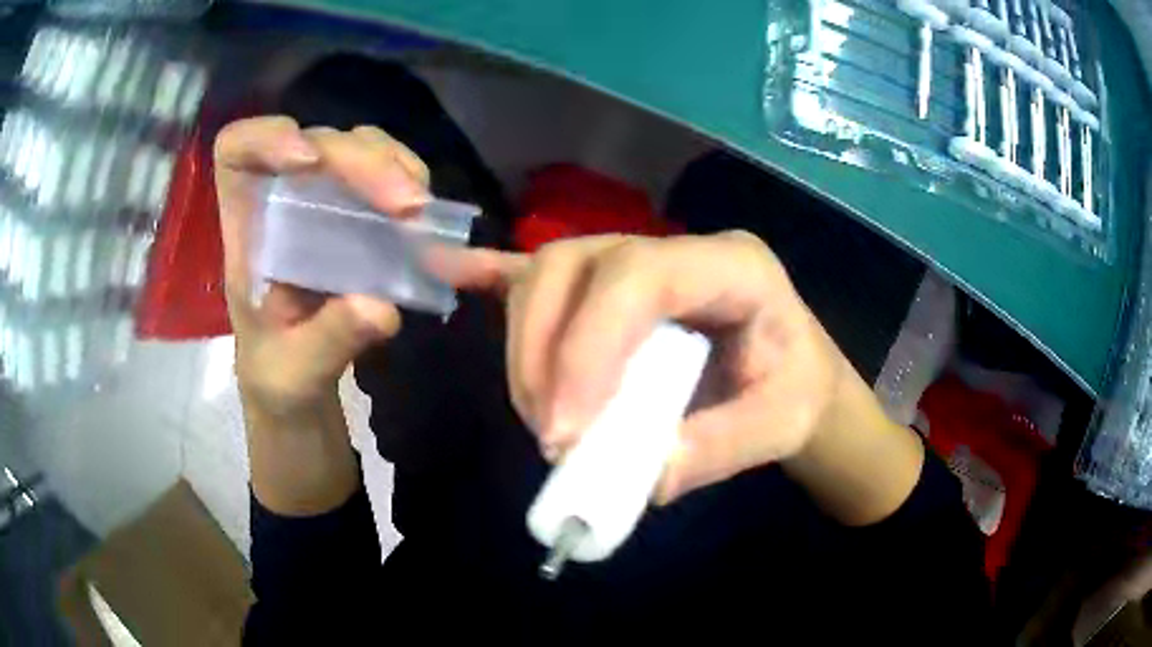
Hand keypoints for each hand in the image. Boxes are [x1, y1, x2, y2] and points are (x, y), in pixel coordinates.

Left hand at [214, 116, 430, 513]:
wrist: (300, 393)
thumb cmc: (277, 380)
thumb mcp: (292, 375)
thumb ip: (327, 342)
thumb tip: (383, 307)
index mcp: (247, 230)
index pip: (238, 150)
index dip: (267, 138)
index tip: (309, 164)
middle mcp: (283, 203)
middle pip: (318, 143)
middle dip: (363, 162)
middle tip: (409, 206)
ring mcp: (324, 204)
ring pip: (357, 148)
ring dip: (393, 167)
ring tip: (422, 211)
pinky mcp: (359, 217)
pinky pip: (385, 177)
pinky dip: (411, 186)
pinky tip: (429, 221)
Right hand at [439, 232, 922, 521]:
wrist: (796, 376)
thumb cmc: (795, 393)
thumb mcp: (781, 426)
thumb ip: (716, 449)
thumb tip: (639, 473)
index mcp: (733, 265)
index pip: (641, 277)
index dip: (589, 347)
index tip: (566, 432)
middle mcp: (676, 246)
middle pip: (575, 265)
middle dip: (542, 351)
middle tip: (550, 434)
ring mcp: (635, 260)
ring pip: (548, 276)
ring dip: (525, 349)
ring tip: (542, 416)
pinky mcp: (609, 289)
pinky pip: (539, 273)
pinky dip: (489, 277)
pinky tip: (449, 272)